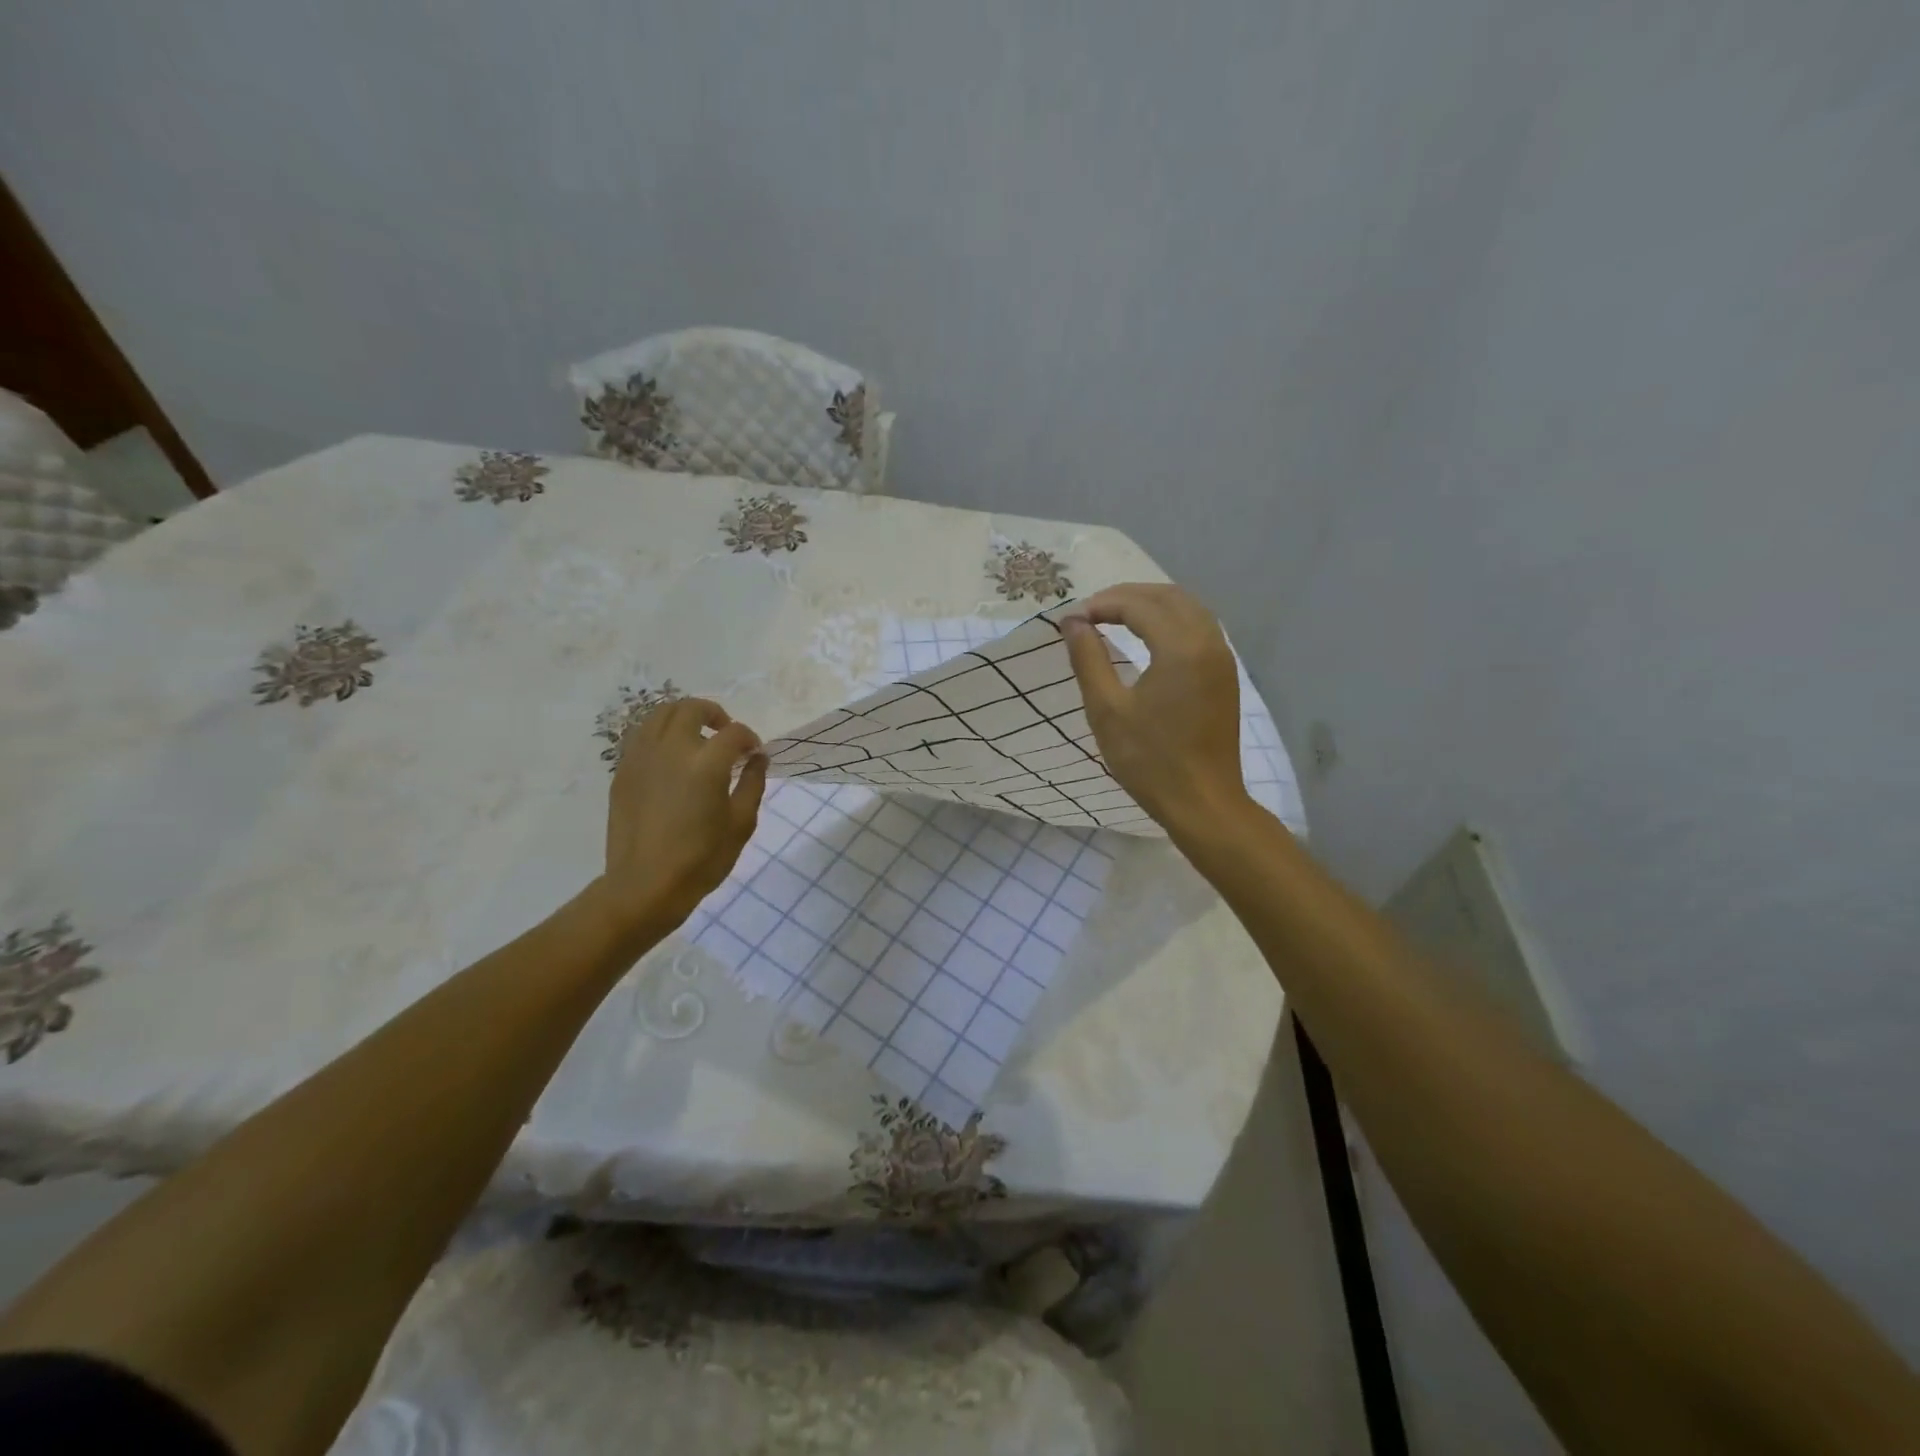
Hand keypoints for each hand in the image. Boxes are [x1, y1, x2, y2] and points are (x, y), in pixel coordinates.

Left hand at [596, 697, 766, 935]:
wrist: (645, 886)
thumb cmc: (701, 859)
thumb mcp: (741, 823)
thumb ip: (753, 783)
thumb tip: (757, 758)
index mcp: (706, 763)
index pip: (734, 732)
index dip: (750, 739)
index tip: (754, 754)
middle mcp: (671, 749)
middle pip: (692, 708)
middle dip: (715, 714)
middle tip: (726, 734)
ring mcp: (642, 757)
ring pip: (661, 714)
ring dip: (684, 717)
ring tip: (696, 737)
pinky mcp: (623, 771)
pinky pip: (641, 735)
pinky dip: (660, 734)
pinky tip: (671, 757)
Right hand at [1060, 583, 1251, 836]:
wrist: (1203, 802)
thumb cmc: (1150, 760)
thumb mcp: (1107, 710)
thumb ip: (1088, 659)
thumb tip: (1072, 622)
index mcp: (1181, 648)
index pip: (1139, 605)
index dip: (1102, 604)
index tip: (1072, 620)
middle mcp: (1208, 642)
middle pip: (1168, 596)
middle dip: (1127, 596)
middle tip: (1090, 612)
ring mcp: (1222, 658)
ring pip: (1188, 608)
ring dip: (1151, 604)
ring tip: (1114, 618)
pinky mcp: (1225, 674)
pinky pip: (1199, 627)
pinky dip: (1171, 620)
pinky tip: (1148, 636)